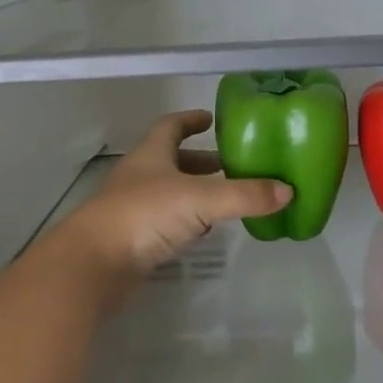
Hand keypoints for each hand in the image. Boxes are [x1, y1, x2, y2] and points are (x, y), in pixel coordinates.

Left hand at [59, 111, 292, 288]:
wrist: (94, 264)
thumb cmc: (144, 215)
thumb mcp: (201, 199)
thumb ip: (244, 195)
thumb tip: (288, 190)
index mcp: (152, 155)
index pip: (171, 126)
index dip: (190, 120)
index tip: (211, 118)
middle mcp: (141, 176)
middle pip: (172, 160)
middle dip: (201, 160)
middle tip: (233, 164)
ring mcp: (134, 208)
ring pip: (170, 192)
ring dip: (196, 191)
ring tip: (227, 197)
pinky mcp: (134, 238)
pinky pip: (166, 221)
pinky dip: (187, 220)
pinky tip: (204, 231)